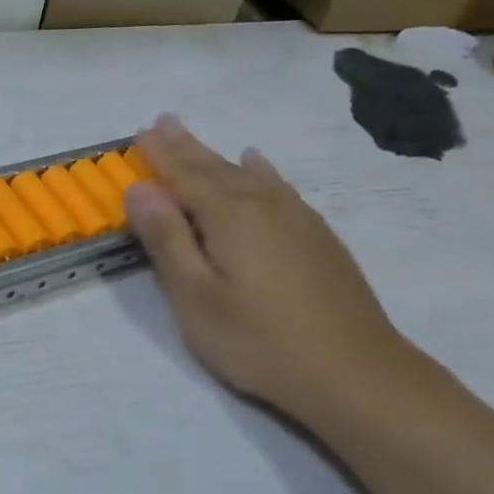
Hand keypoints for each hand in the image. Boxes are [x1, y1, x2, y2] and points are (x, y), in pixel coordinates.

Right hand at [124, 116, 414, 423]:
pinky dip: (262, 172)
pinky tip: (259, 166)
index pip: (184, 175)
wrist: (354, 372)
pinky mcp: (318, 238)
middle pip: (215, 168)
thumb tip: (140, 189)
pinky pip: (279, 188)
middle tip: (162, 121)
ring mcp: (297, 219)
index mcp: (229, 216)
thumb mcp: (196, 297)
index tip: (139, 132)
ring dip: (217, 156)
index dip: (160, 155)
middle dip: (185, 146)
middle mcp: (264, 205)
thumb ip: (167, 240)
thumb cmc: (259, 340)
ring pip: (247, 175)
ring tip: (196, 139)